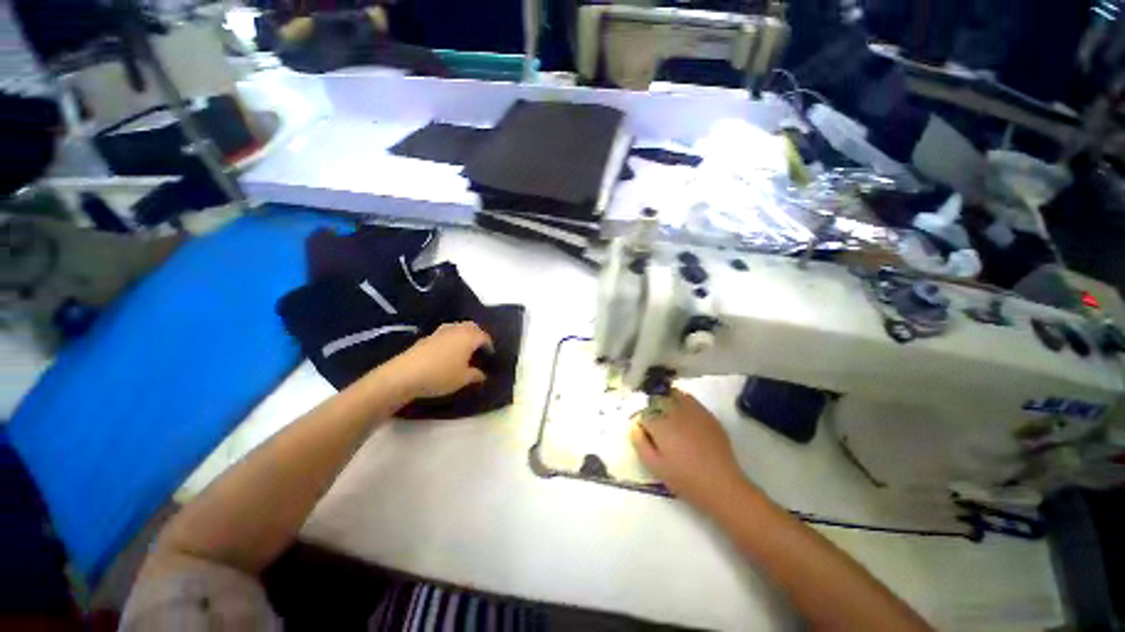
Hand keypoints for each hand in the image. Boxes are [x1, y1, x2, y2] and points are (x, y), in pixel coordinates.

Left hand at [386, 322, 492, 398]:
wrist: (404, 375)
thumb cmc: (441, 375)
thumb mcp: (463, 379)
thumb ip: (476, 375)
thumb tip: (482, 374)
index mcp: (469, 337)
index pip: (484, 336)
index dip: (489, 345)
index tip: (490, 355)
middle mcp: (456, 329)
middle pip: (471, 327)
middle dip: (477, 335)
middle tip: (479, 348)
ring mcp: (439, 331)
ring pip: (457, 328)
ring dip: (463, 335)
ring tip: (464, 348)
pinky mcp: (426, 337)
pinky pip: (444, 334)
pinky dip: (450, 339)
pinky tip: (447, 352)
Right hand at [630, 390, 748, 509]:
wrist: (721, 485)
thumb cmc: (684, 479)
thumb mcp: (655, 466)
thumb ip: (640, 443)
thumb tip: (634, 426)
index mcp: (660, 424)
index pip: (644, 414)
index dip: (642, 423)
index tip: (645, 434)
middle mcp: (675, 412)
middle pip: (658, 399)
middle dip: (653, 408)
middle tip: (655, 423)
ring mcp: (693, 411)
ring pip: (675, 394)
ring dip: (667, 400)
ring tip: (668, 414)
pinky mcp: (708, 415)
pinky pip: (691, 400)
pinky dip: (683, 402)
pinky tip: (684, 416)